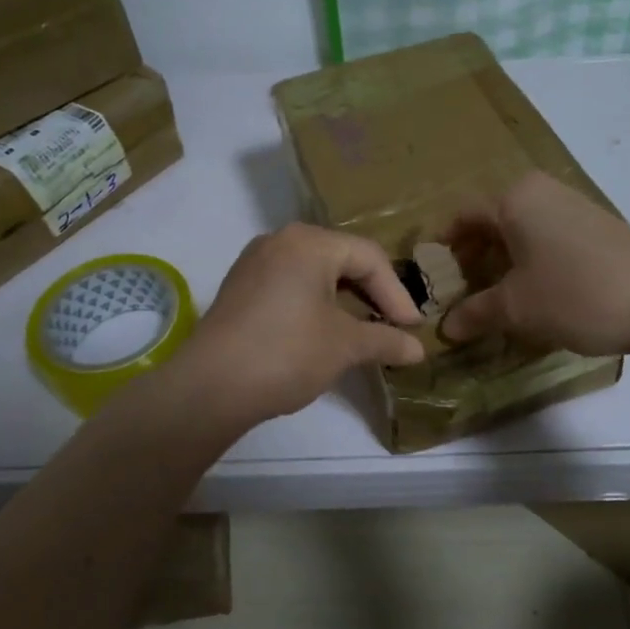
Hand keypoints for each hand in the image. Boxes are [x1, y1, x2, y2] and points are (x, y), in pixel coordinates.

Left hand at [171, 223, 424, 426]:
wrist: (210, 387)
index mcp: (309, 242)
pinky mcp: (240, 288)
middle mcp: (280, 240)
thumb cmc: (287, 353)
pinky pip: (290, 285)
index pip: (368, 258)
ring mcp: (254, 262)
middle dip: (372, 294)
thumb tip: (418, 350)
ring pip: (314, 272)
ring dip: (344, 300)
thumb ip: (385, 340)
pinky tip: (324, 331)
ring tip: (364, 330)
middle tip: (393, 325)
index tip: (412, 328)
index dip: (397, 294)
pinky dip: (315, 303)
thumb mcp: (344, 346)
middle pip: (341, 259)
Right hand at [441, 172, 629, 358]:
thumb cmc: (574, 293)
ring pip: (523, 230)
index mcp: (515, 198)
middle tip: (462, 292)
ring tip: (497, 297)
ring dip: (504, 261)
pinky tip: (537, 293)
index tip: (432, 278)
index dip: (444, 248)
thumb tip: (445, 328)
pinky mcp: (599, 227)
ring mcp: (574, 206)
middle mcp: (542, 192)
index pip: (463, 216)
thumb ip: (475, 313)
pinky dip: (533, 261)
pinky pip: (549, 238)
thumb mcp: (515, 307)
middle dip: (474, 256)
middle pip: (493, 221)